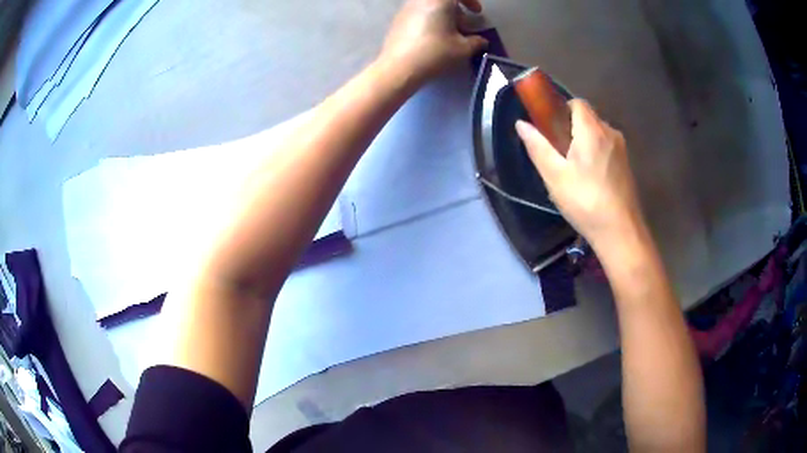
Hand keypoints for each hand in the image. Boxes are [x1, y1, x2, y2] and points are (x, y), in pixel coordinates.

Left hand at [379, 0, 487, 85]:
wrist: (399, 68)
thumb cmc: (434, 53)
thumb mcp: (462, 49)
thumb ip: (476, 42)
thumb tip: (482, 41)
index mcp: (439, 1)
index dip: (471, 1)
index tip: (476, 12)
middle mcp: (421, 0)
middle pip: (443, 0)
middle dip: (455, 9)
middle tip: (462, 26)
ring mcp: (407, 8)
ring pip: (429, 5)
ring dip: (442, 14)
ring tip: (447, 34)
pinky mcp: (397, 19)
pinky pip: (418, 12)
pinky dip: (429, 19)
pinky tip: (431, 38)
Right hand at [515, 100, 643, 245]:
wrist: (621, 232)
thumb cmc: (585, 202)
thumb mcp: (555, 176)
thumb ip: (537, 146)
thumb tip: (521, 123)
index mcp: (592, 130)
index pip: (577, 103)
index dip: (561, 109)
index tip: (550, 127)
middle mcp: (610, 133)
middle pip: (588, 117)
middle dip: (571, 127)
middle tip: (559, 152)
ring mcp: (622, 149)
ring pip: (599, 133)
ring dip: (585, 141)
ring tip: (573, 168)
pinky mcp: (627, 165)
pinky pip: (607, 147)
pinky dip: (596, 153)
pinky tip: (590, 178)